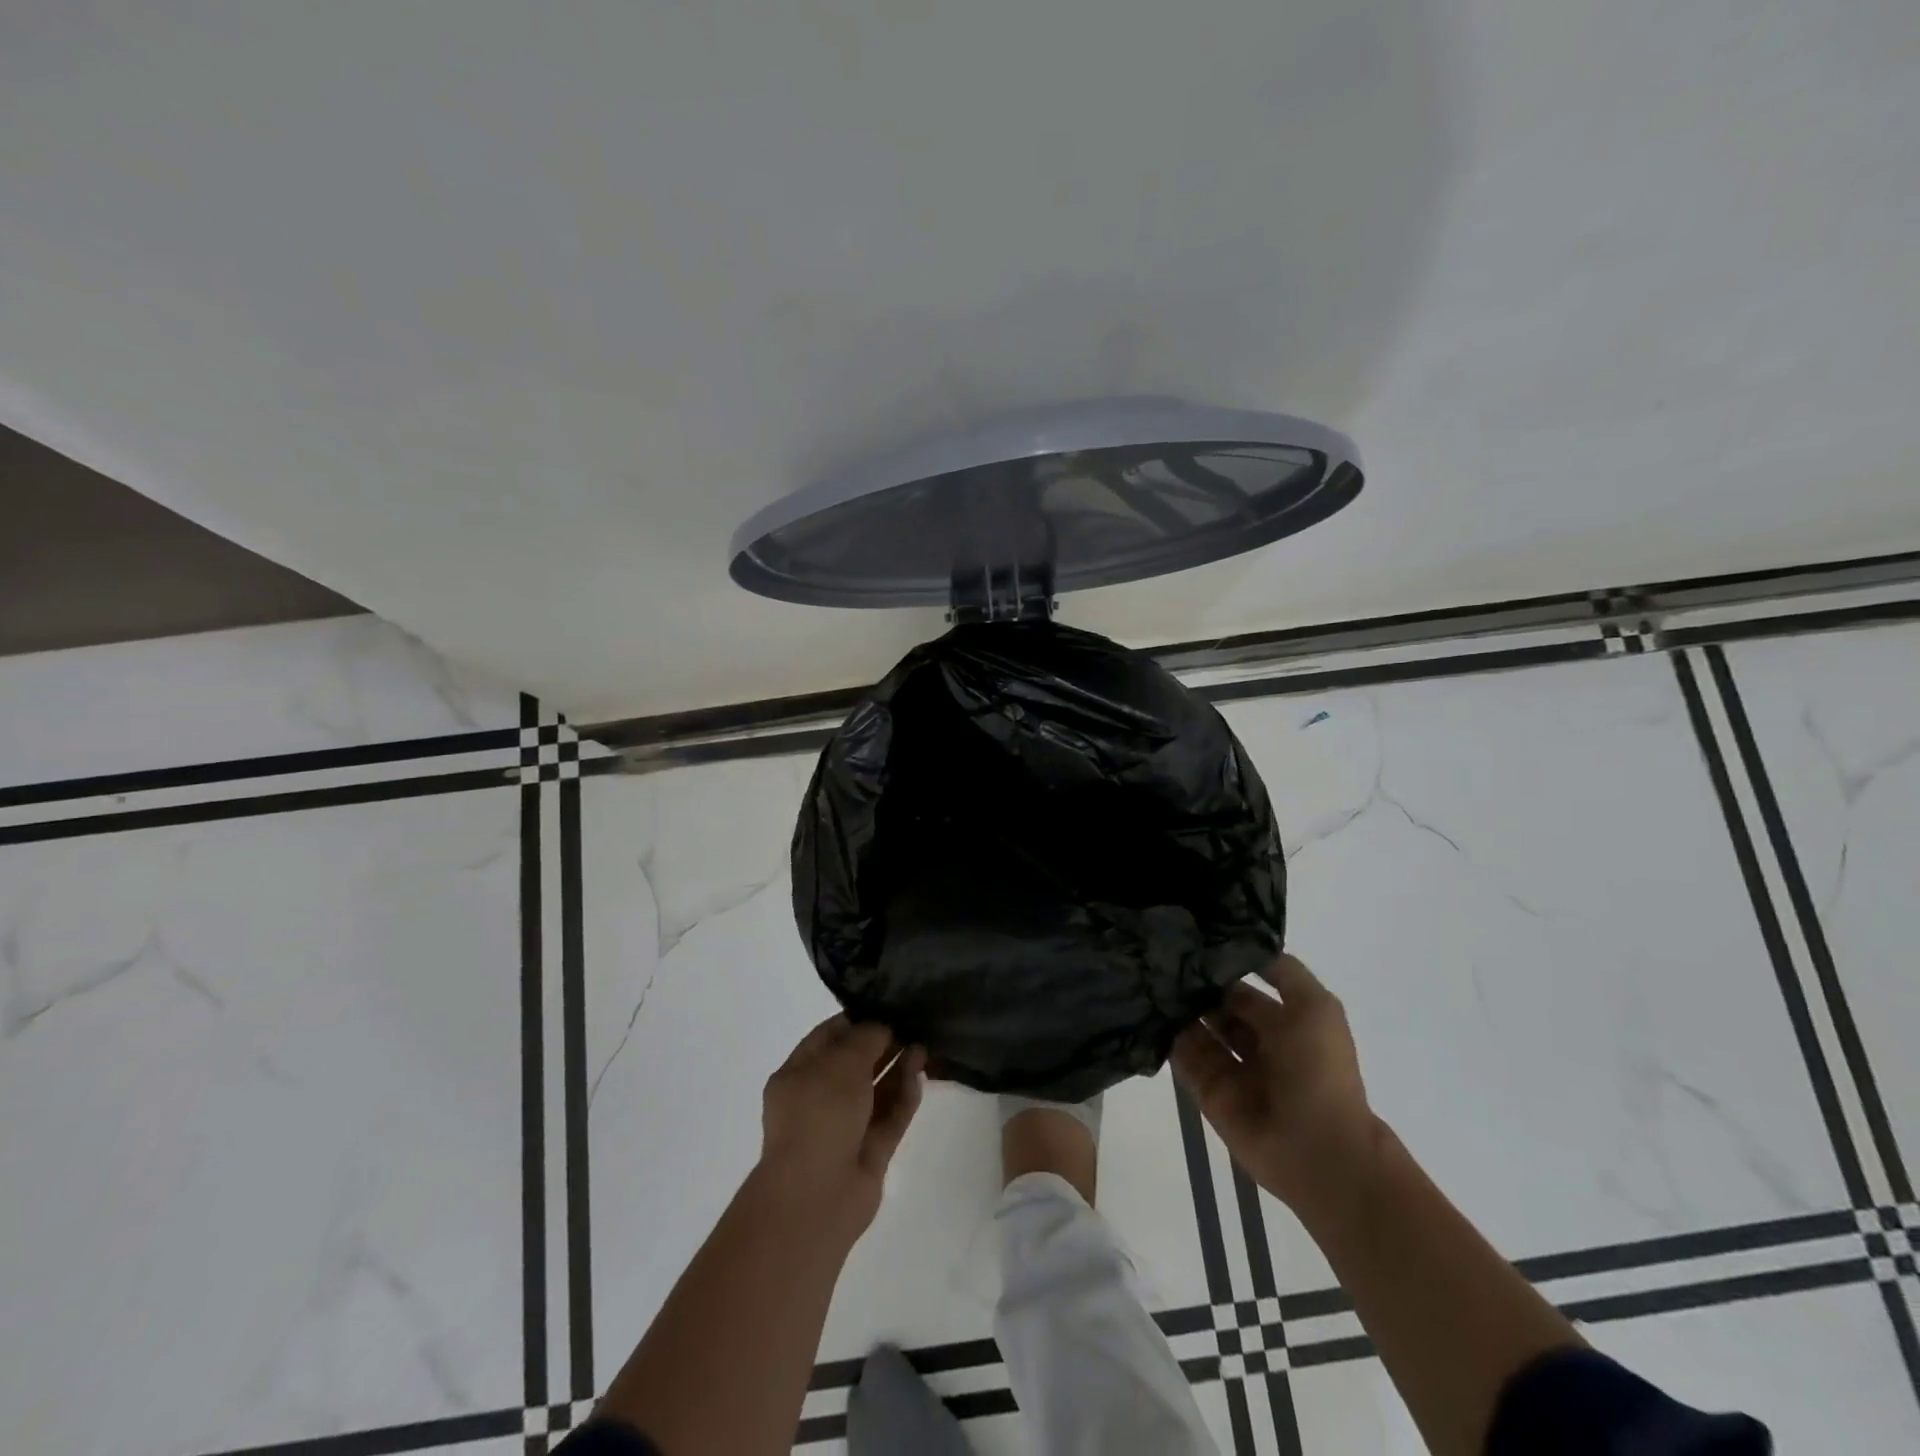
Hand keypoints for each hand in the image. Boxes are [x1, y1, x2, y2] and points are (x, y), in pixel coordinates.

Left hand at [755, 1015, 926, 1238]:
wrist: (816, 1197)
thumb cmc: (819, 1116)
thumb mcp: (842, 1062)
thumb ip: (866, 1038)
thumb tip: (883, 1027)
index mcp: (797, 1075)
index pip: (828, 1037)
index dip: (857, 1020)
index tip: (887, 1005)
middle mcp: (819, 1099)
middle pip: (855, 1064)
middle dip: (883, 1044)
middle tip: (914, 1024)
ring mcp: (844, 1128)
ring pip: (876, 1091)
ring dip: (898, 1069)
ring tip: (924, 1046)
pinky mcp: (869, 1152)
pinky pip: (889, 1118)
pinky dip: (904, 1098)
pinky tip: (921, 1076)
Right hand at [1171, 954, 1380, 1213]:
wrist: (1316, 1147)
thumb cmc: (1319, 1069)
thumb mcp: (1317, 1006)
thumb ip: (1284, 972)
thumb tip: (1244, 946)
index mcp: (1284, 1024)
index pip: (1244, 989)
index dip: (1222, 967)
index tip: (1190, 941)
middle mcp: (1254, 1043)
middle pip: (1216, 1007)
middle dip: (1194, 985)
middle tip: (1159, 956)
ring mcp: (1229, 1069)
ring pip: (1196, 1029)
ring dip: (1177, 1007)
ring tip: (1146, 976)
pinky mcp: (1207, 1091)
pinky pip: (1182, 1058)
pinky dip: (1166, 1037)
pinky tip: (1146, 1009)